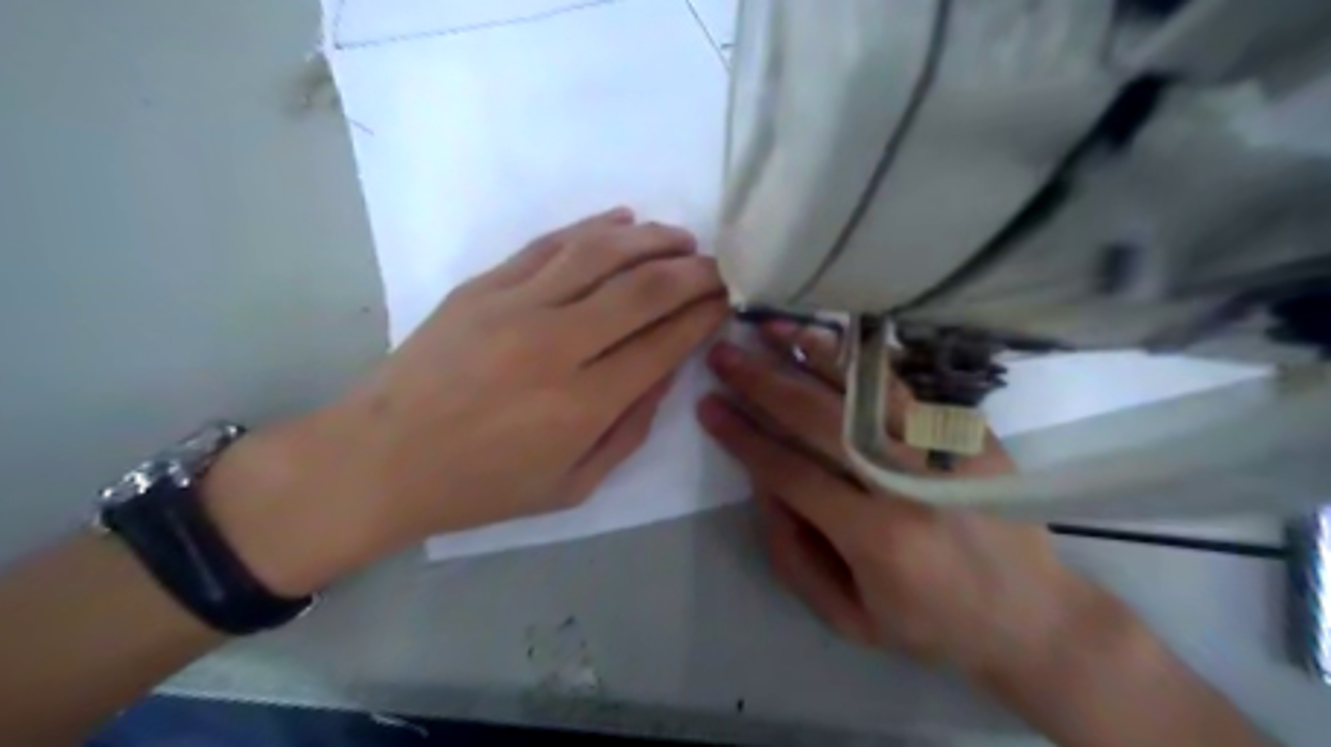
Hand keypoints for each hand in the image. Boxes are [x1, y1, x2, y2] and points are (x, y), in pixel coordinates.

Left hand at [206, 209, 727, 593]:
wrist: (380, 460)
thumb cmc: (480, 486)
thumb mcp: (571, 485)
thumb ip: (629, 429)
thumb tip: (666, 372)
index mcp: (583, 403)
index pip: (664, 342)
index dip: (703, 316)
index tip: (725, 302)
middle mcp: (557, 344)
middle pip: (644, 289)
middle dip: (693, 273)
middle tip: (720, 267)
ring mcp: (515, 306)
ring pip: (601, 253)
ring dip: (652, 240)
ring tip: (682, 239)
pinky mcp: (483, 286)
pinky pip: (550, 244)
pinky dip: (594, 228)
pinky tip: (623, 222)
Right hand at [693, 325, 1096, 678]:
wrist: (1033, 616)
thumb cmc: (929, 624)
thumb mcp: (848, 617)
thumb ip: (792, 554)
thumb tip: (763, 481)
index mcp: (878, 539)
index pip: (791, 473)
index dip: (744, 437)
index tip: (708, 407)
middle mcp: (911, 485)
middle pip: (822, 420)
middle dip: (764, 384)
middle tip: (724, 356)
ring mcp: (946, 450)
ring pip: (865, 388)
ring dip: (812, 353)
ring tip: (770, 327)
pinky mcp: (969, 432)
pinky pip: (903, 384)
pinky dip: (859, 359)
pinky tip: (828, 340)